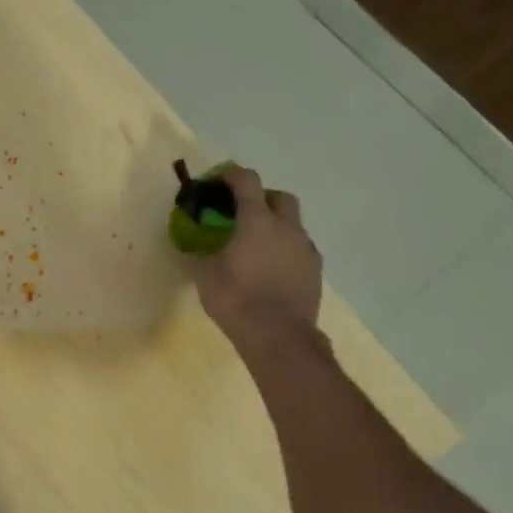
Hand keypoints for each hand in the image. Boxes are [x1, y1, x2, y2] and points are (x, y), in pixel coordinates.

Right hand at [191, 166, 323, 342]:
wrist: (279, 336)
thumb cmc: (237, 301)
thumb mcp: (206, 277)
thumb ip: (201, 255)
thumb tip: (196, 247)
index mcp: (257, 221)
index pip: (247, 181)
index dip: (231, 175)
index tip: (219, 180)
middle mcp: (286, 227)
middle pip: (279, 197)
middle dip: (261, 198)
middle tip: (243, 213)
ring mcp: (305, 248)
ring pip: (293, 224)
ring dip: (276, 226)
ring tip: (257, 246)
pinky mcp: (315, 270)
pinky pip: (300, 249)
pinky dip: (286, 250)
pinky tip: (272, 269)